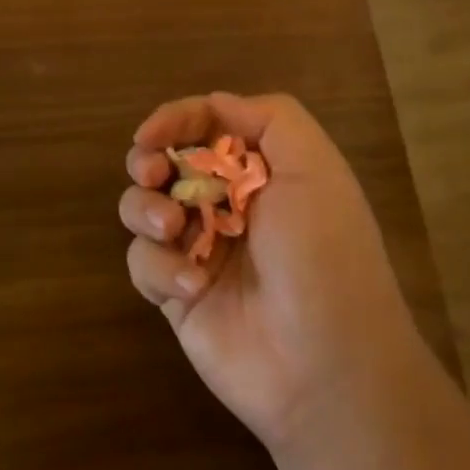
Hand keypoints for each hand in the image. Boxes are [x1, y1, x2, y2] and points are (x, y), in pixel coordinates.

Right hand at [120, 92, 427, 451]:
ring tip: (172, 227)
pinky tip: (193, 284)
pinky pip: (142, 262)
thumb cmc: (324, 253)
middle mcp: (226, 203)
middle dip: (148, 160)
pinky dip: (159, 266)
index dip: (175, 120)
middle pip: (165, 161)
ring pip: (143, 207)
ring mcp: (198, 248)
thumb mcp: (315, 168)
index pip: (205, 125)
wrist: (327, 366)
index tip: (152, 134)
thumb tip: (215, 104)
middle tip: (152, 173)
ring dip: (146, 209)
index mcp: (260, 170)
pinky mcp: (176, 293)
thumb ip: (270, 118)